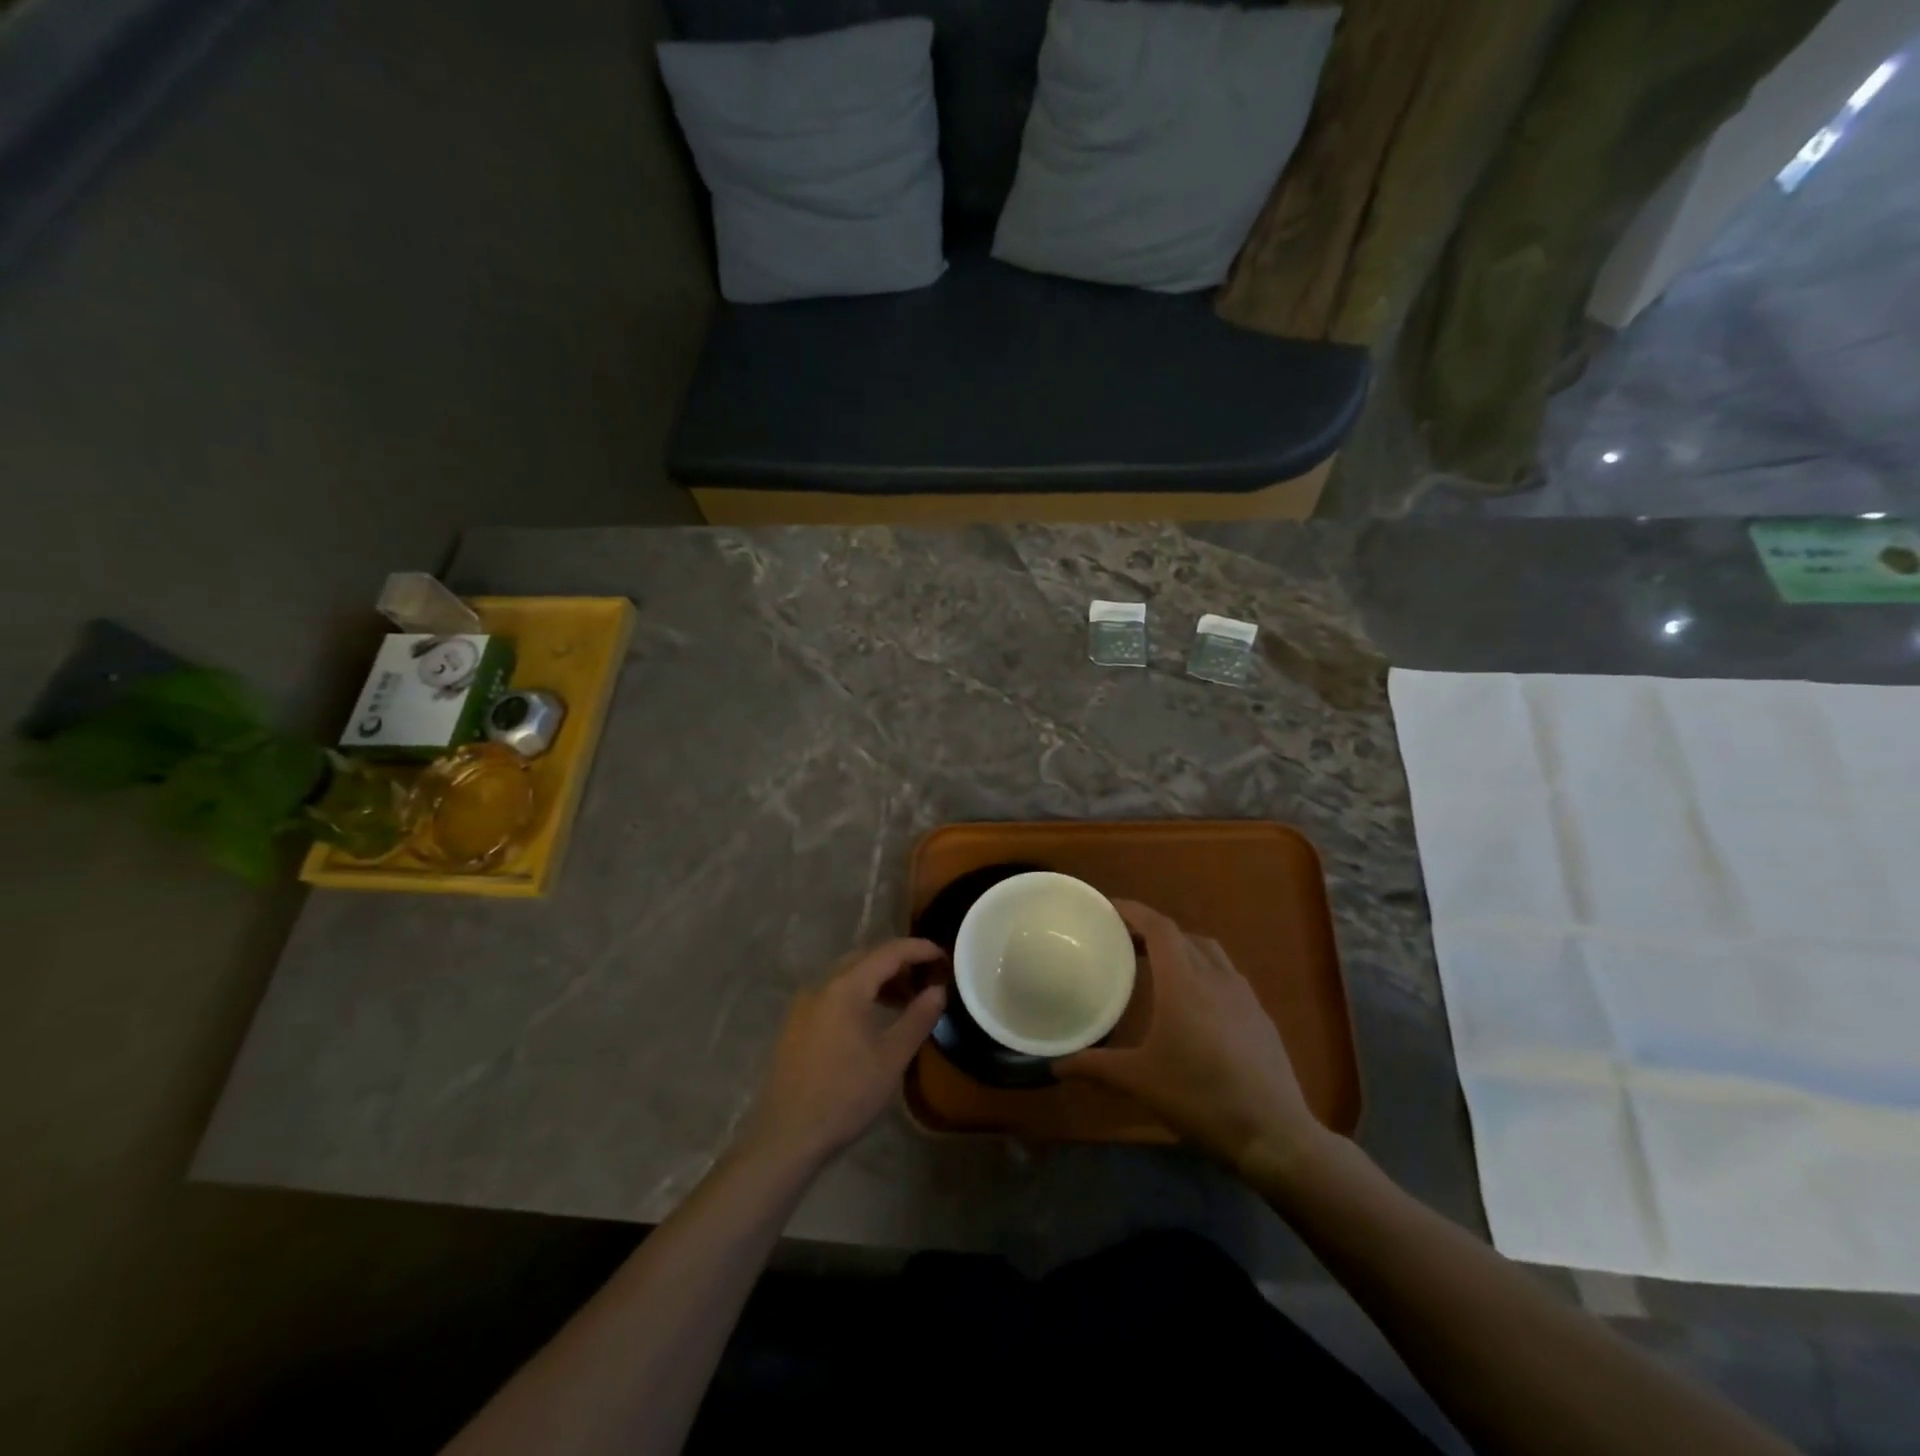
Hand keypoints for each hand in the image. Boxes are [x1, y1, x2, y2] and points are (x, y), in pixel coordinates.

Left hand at [736, 939, 946, 1172]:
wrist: (786, 1136)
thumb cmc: (845, 1095)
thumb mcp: (891, 1058)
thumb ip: (918, 1018)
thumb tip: (938, 990)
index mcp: (846, 986)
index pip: (889, 952)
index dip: (919, 949)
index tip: (945, 957)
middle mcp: (821, 984)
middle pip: (866, 957)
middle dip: (899, 962)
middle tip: (927, 978)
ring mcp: (803, 1003)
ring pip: (847, 975)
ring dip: (878, 979)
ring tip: (905, 1000)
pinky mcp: (795, 1023)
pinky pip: (833, 992)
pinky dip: (858, 993)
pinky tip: (872, 1019)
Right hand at [1058, 901, 1328, 1179]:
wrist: (1274, 1134)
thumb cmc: (1201, 1098)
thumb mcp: (1140, 1082)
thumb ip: (1096, 1067)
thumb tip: (1056, 1065)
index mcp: (1184, 982)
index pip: (1159, 927)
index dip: (1133, 911)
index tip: (1109, 908)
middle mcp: (1215, 977)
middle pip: (1182, 935)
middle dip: (1152, 930)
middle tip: (1124, 941)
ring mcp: (1244, 995)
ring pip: (1210, 952)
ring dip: (1182, 947)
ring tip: (1158, 965)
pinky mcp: (1260, 1016)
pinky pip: (1227, 975)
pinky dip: (1205, 970)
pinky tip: (1196, 1002)